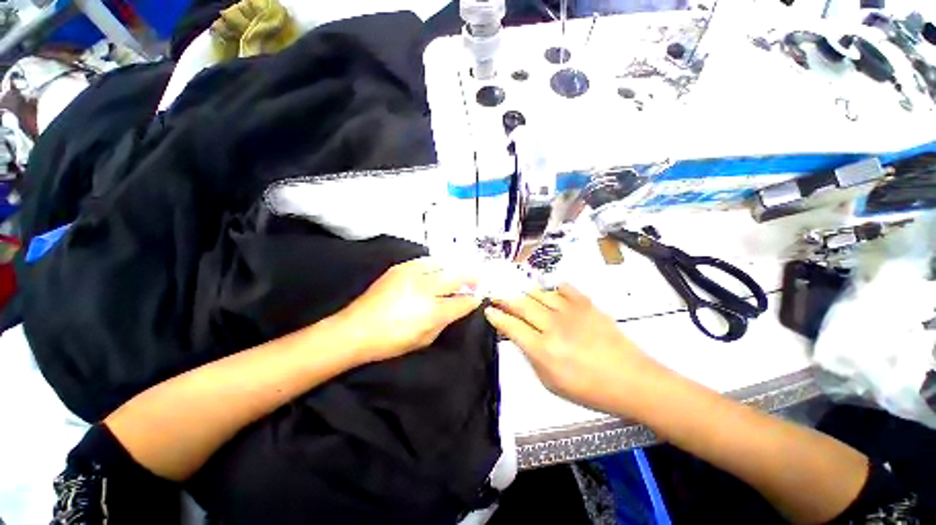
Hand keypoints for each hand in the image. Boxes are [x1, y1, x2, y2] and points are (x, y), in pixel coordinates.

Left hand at [339, 258, 480, 362]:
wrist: (356, 329)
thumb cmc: (391, 341)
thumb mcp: (424, 339)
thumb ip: (445, 321)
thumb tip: (458, 308)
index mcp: (433, 311)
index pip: (462, 301)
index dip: (473, 299)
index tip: (478, 297)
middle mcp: (426, 288)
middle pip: (457, 276)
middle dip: (472, 277)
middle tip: (477, 279)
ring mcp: (412, 274)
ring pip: (443, 264)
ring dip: (454, 268)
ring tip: (458, 273)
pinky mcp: (400, 268)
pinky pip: (425, 260)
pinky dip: (436, 264)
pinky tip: (437, 270)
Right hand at [484, 284, 660, 414]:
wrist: (631, 380)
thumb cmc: (589, 389)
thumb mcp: (551, 383)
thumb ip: (531, 357)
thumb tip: (520, 336)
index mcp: (543, 349)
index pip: (511, 326)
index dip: (496, 316)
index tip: (488, 310)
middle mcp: (553, 326)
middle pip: (521, 305)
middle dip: (505, 299)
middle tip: (498, 297)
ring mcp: (571, 312)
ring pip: (540, 294)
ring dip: (526, 294)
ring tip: (522, 296)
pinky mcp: (587, 305)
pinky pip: (565, 288)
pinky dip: (555, 288)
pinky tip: (552, 291)